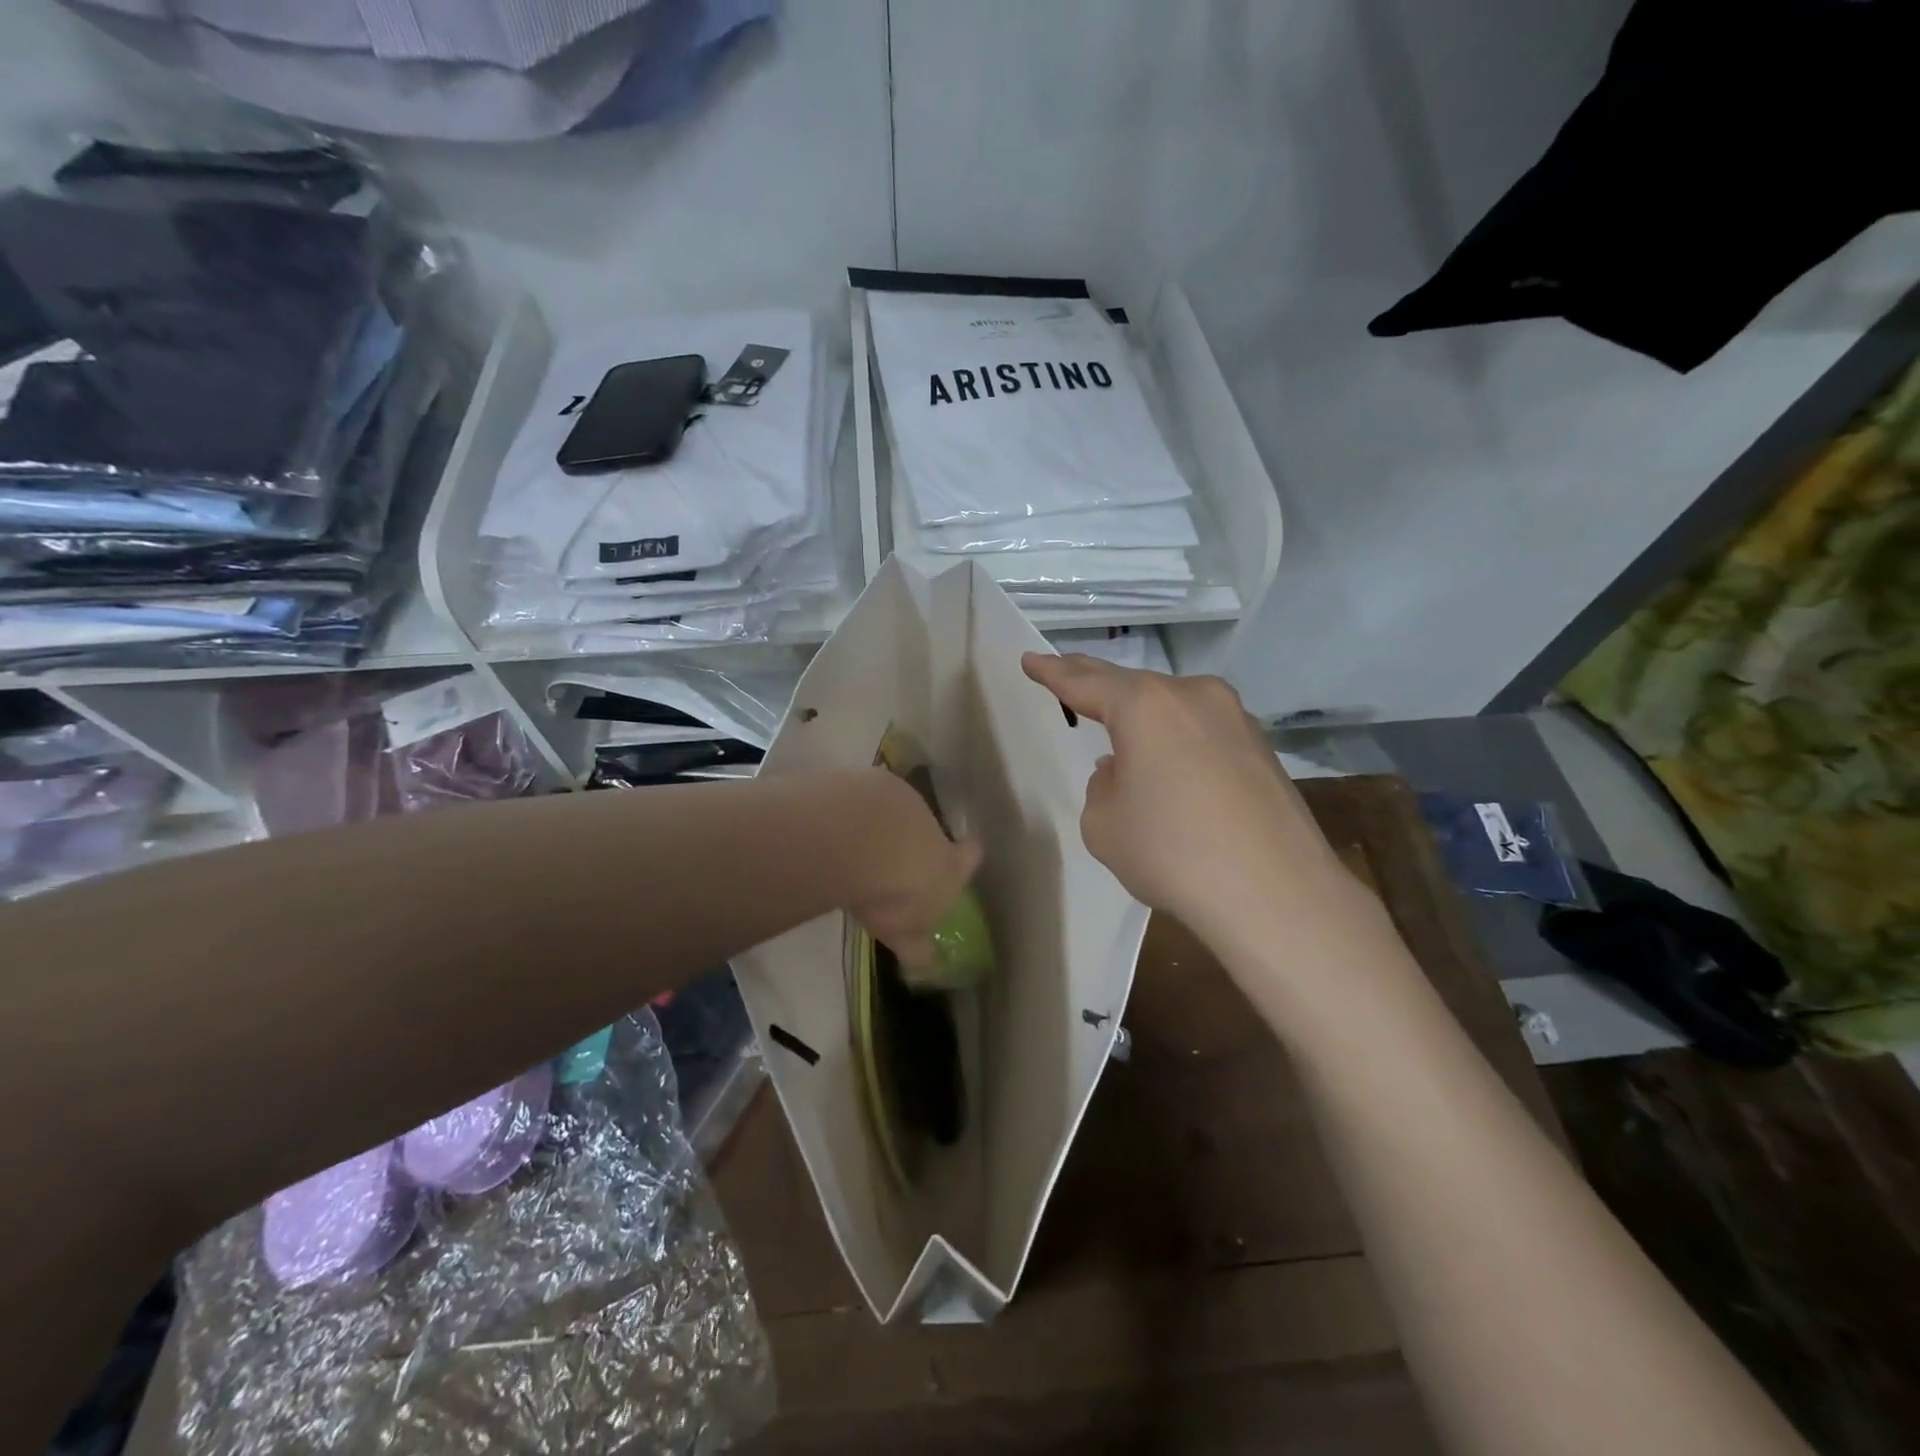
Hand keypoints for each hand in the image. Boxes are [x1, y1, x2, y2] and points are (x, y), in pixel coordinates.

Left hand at [844, 768, 983, 976]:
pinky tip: (829, 825)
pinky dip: (848, 809)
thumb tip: (926, 965)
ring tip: (851, 842)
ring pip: (892, 808)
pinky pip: (859, 796)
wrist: (862, 838)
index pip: (969, 858)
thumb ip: (916, 946)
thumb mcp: (905, 932)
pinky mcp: (865, 778)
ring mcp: (898, 796)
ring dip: (877, 822)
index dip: (964, 859)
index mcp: (948, 862)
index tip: (962, 857)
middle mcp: (929, 822)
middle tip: (889, 860)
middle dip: (911, 841)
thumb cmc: (894, 891)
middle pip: (928, 829)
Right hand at [1021, 654, 1365, 943]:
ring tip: (1119, 731)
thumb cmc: (1172, 853)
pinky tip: (1172, 769)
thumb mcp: (1104, 824)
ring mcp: (1235, 719)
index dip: (1053, 672)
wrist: (1275, 893)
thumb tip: (1126, 771)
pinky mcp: (1262, 749)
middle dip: (1095, 682)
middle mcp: (1193, 696)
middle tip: (1065, 673)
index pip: (1085, 681)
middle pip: (1132, 685)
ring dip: (1143, 716)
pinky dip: (1178, 741)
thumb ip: (1102, 786)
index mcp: (1145, 705)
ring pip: (1173, 707)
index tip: (1030, 660)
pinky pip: (1203, 732)